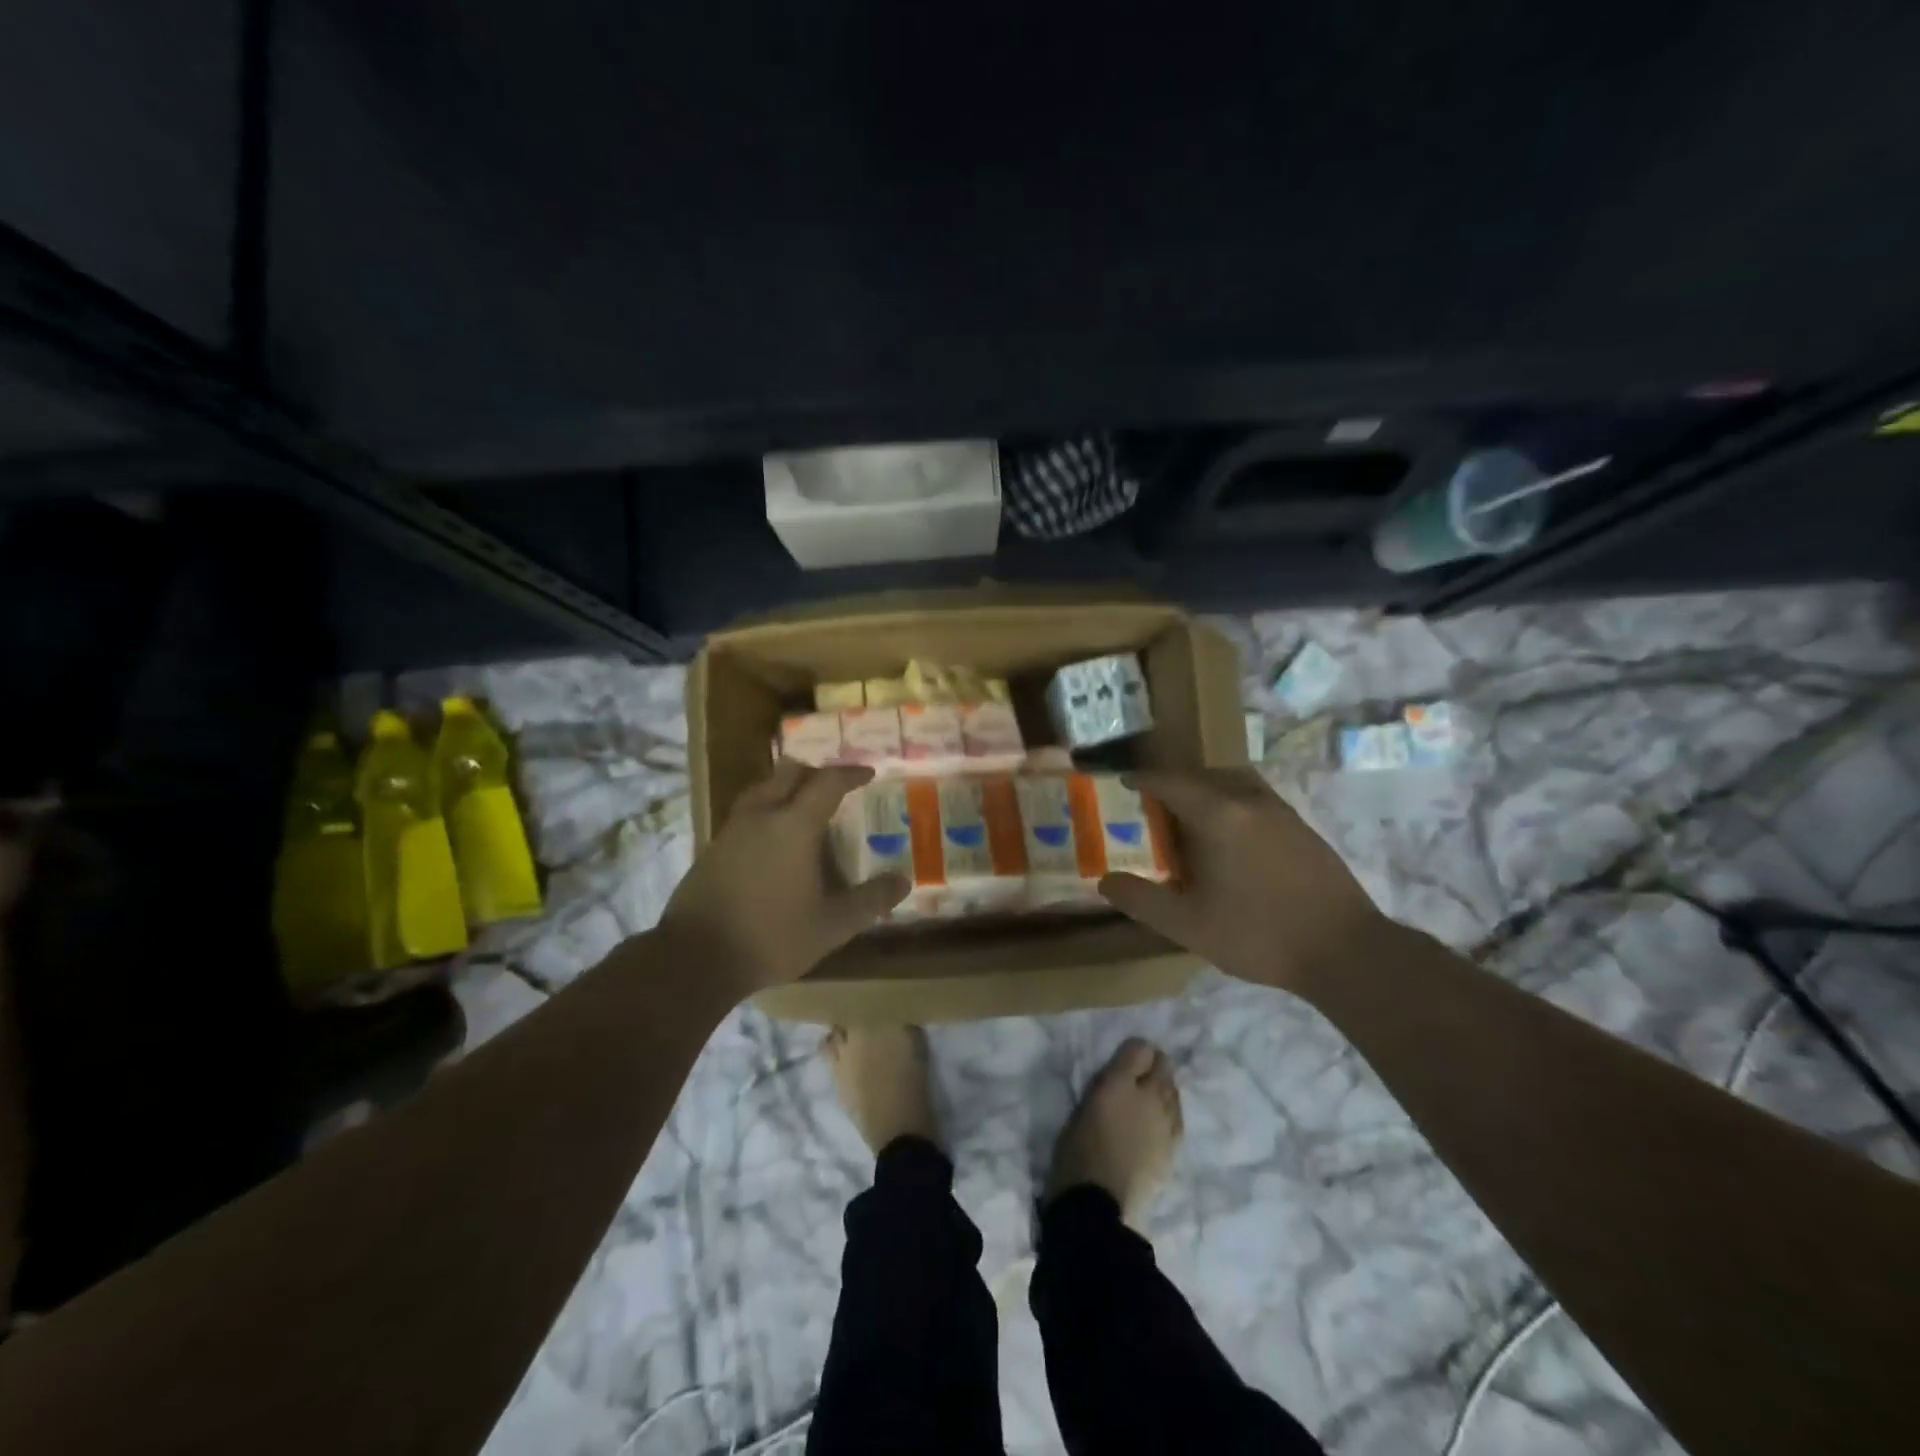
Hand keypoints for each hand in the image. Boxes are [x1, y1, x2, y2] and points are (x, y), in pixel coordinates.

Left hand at [658, 760, 908, 998]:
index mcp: (793, 825)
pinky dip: (766, 811)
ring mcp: (731, 831)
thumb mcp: (832, 925)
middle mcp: (761, 816)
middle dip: (814, 772)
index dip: (850, 774)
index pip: (827, 782)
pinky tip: (772, 841)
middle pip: (788, 773)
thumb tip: (903, 880)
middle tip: (834, 787)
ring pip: (761, 790)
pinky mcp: (712, 849)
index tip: (869, 774)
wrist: (696, 958)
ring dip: (786, 789)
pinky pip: (745, 814)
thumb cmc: (772, 936)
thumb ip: (870, 900)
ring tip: (803, 808)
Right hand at [1098, 769, 1383, 991]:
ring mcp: (1281, 812)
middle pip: (1203, 775)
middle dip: (1174, 784)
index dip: (1142, 780)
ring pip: (1234, 783)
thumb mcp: (1188, 925)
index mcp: (1218, 814)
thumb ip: (1142, 900)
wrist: (1347, 952)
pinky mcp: (1303, 828)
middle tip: (1153, 807)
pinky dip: (1233, 804)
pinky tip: (1231, 841)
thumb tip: (1105, 881)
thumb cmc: (1258, 934)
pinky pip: (1256, 799)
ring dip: (1207, 790)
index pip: (1170, 782)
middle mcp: (1249, 801)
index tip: (1121, 784)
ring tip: (1191, 820)